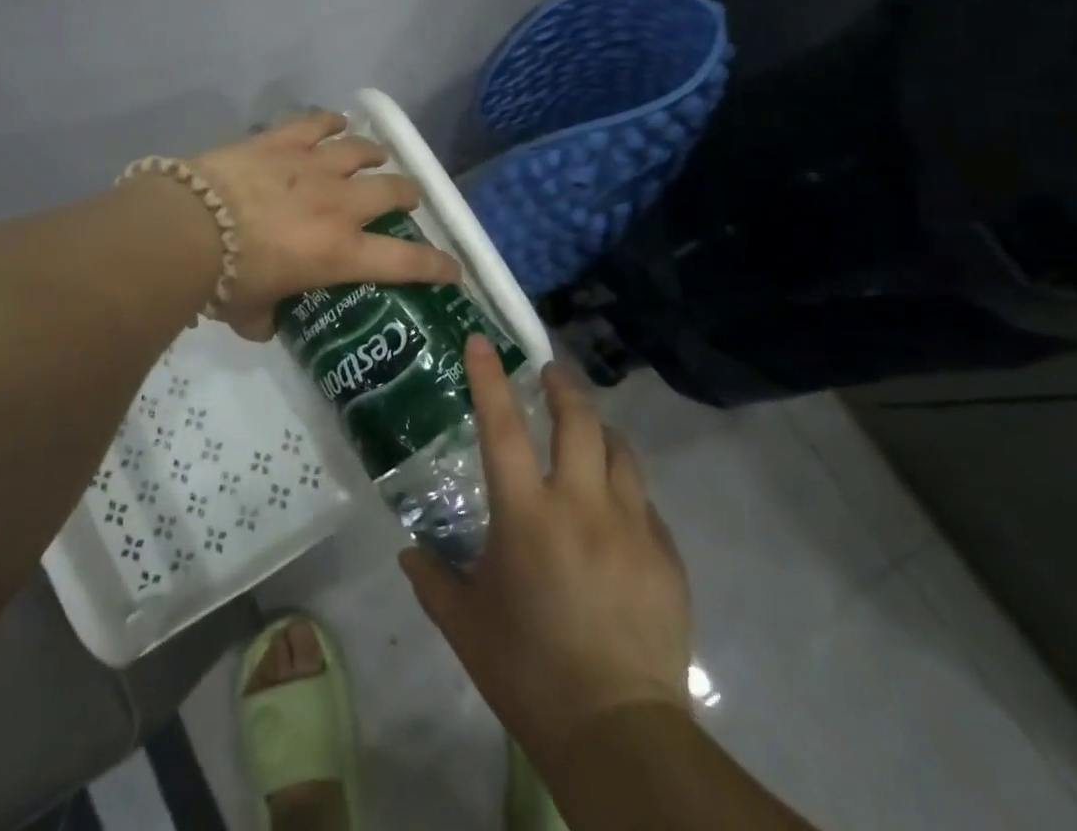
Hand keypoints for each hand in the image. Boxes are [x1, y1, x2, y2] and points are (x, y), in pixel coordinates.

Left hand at [189, 111, 460, 339]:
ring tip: (376, 155)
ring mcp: (313, 166)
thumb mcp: (250, 313)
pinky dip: (331, 121)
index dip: (437, 266)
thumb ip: (267, 319)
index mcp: (340, 253)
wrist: (188, 226)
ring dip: (374, 154)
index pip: (406, 263)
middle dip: (407, 195)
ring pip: (361, 150)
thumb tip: (268, 323)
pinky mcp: (283, 141)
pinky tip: (336, 122)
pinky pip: (317, 122)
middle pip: (393, 190)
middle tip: (405, 200)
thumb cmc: (224, 279)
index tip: (453, 269)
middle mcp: (339, 205)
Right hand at [401, 338, 692, 756]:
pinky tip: (614, 510)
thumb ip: (433, 580)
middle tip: (550, 373)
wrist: (619, 734)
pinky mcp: (666, 558)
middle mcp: (582, 507)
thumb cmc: (529, 672)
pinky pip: (644, 504)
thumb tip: (410, 554)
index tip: (481, 341)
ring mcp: (631, 529)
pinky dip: (624, 490)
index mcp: (527, 516)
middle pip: (579, 422)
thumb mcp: (465, 625)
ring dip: (600, 432)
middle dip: (563, 387)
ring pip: (621, 453)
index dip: (489, 379)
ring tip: (587, 431)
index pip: (503, 427)